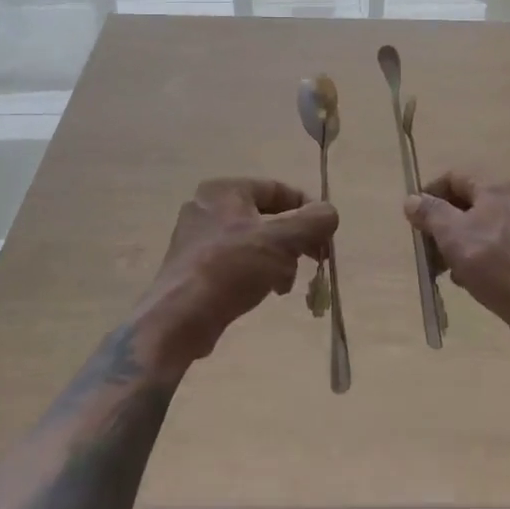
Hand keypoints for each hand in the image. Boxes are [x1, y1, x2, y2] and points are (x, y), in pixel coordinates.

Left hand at [136, 178, 337, 378]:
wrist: (179, 319)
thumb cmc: (231, 268)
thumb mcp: (281, 240)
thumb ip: (313, 221)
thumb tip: (330, 213)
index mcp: (225, 190)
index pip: (278, 189)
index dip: (307, 210)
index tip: (325, 236)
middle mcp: (207, 206)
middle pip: (266, 216)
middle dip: (293, 241)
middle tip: (312, 261)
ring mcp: (196, 237)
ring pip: (253, 241)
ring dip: (277, 259)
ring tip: (284, 285)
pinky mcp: (192, 266)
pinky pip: (235, 260)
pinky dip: (255, 272)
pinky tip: (264, 292)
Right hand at [405, 172, 509, 353]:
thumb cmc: (497, 266)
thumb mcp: (453, 236)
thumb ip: (430, 213)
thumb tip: (412, 200)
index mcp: (498, 186)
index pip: (455, 176)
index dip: (431, 194)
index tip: (416, 221)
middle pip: (473, 201)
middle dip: (447, 224)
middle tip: (431, 251)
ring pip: (489, 225)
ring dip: (465, 243)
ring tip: (452, 271)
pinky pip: (506, 244)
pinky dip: (487, 255)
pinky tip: (477, 280)